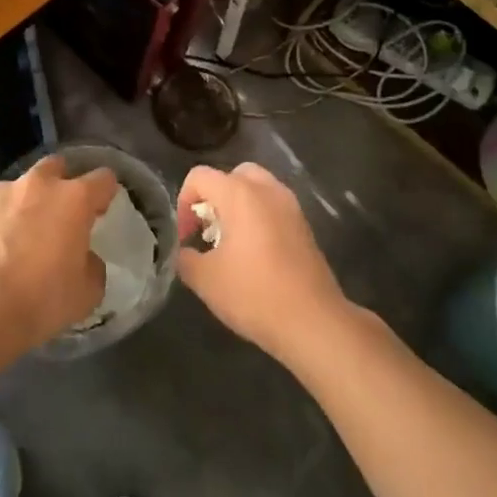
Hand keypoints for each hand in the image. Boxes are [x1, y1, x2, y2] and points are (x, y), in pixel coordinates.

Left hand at [0, 155, 113, 350]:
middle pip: (56, 166)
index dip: (104, 193)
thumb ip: (92, 266)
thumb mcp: (86, 293)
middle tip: (57, 216)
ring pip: (18, 188)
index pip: (103, 179)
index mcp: (74, 199)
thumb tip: (84, 258)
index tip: (100, 211)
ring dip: (23, 205)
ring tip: (16, 239)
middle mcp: (38, 185)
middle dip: (60, 184)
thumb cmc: (41, 300)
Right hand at [175, 162, 349, 365]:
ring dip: (238, 206)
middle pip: (232, 175)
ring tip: (230, 243)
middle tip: (208, 230)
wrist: (313, 321)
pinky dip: (259, 218)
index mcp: (239, 193)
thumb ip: (186, 258)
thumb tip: (185, 251)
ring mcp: (290, 206)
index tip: (186, 237)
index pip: (199, 176)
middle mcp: (266, 190)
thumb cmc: (254, 294)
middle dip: (214, 198)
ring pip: (257, 189)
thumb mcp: (205, 280)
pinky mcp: (304, 225)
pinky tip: (254, 254)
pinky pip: (273, 207)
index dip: (184, 203)